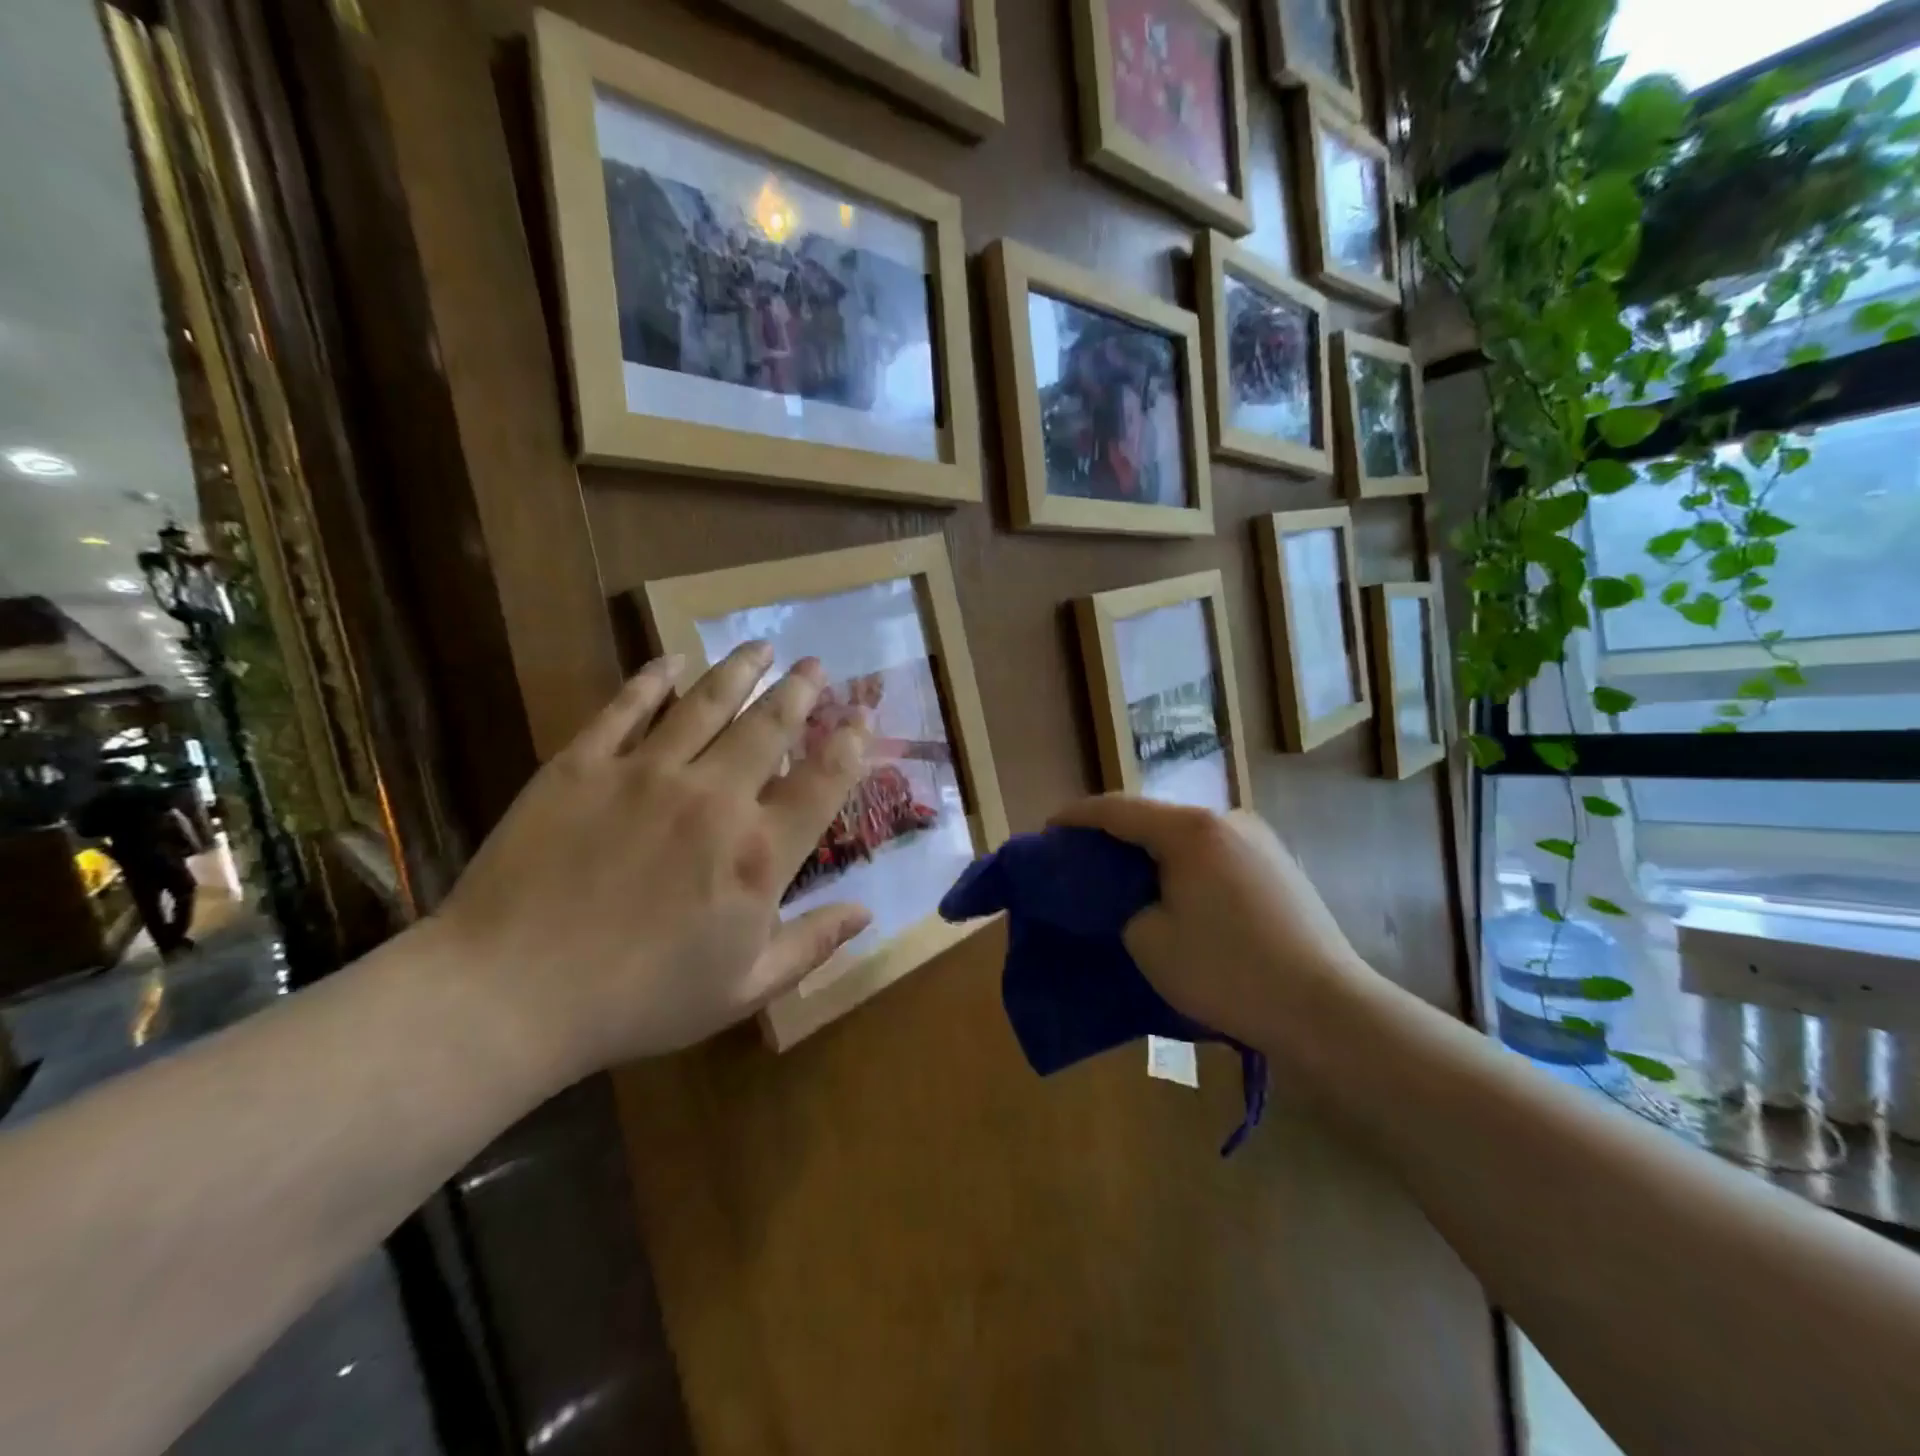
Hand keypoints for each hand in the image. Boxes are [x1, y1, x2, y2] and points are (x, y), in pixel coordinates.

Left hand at [430, 645, 871, 1086]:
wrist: (510, 995)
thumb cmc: (639, 1001)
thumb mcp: (743, 990)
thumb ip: (812, 945)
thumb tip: (867, 913)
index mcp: (758, 854)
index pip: (823, 781)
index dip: (850, 743)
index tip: (862, 716)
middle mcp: (713, 798)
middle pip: (769, 727)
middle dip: (799, 692)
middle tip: (814, 666)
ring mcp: (646, 774)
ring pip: (707, 704)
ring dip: (740, 670)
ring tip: (762, 646)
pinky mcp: (583, 765)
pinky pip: (627, 707)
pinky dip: (654, 679)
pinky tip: (672, 660)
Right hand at [1050, 797, 1377, 1060]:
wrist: (1326, 1009)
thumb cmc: (1227, 972)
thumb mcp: (1150, 942)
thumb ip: (1122, 905)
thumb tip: (1127, 895)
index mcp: (1190, 829)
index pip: (1116, 810)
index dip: (1076, 817)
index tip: (1048, 830)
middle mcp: (1226, 819)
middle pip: (1153, 817)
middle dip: (1113, 836)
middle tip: (1083, 861)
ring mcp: (1258, 839)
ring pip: (1186, 835)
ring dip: (1151, 851)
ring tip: (1126, 879)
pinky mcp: (1278, 864)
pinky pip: (1214, 852)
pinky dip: (1184, 864)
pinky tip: (1177, 893)